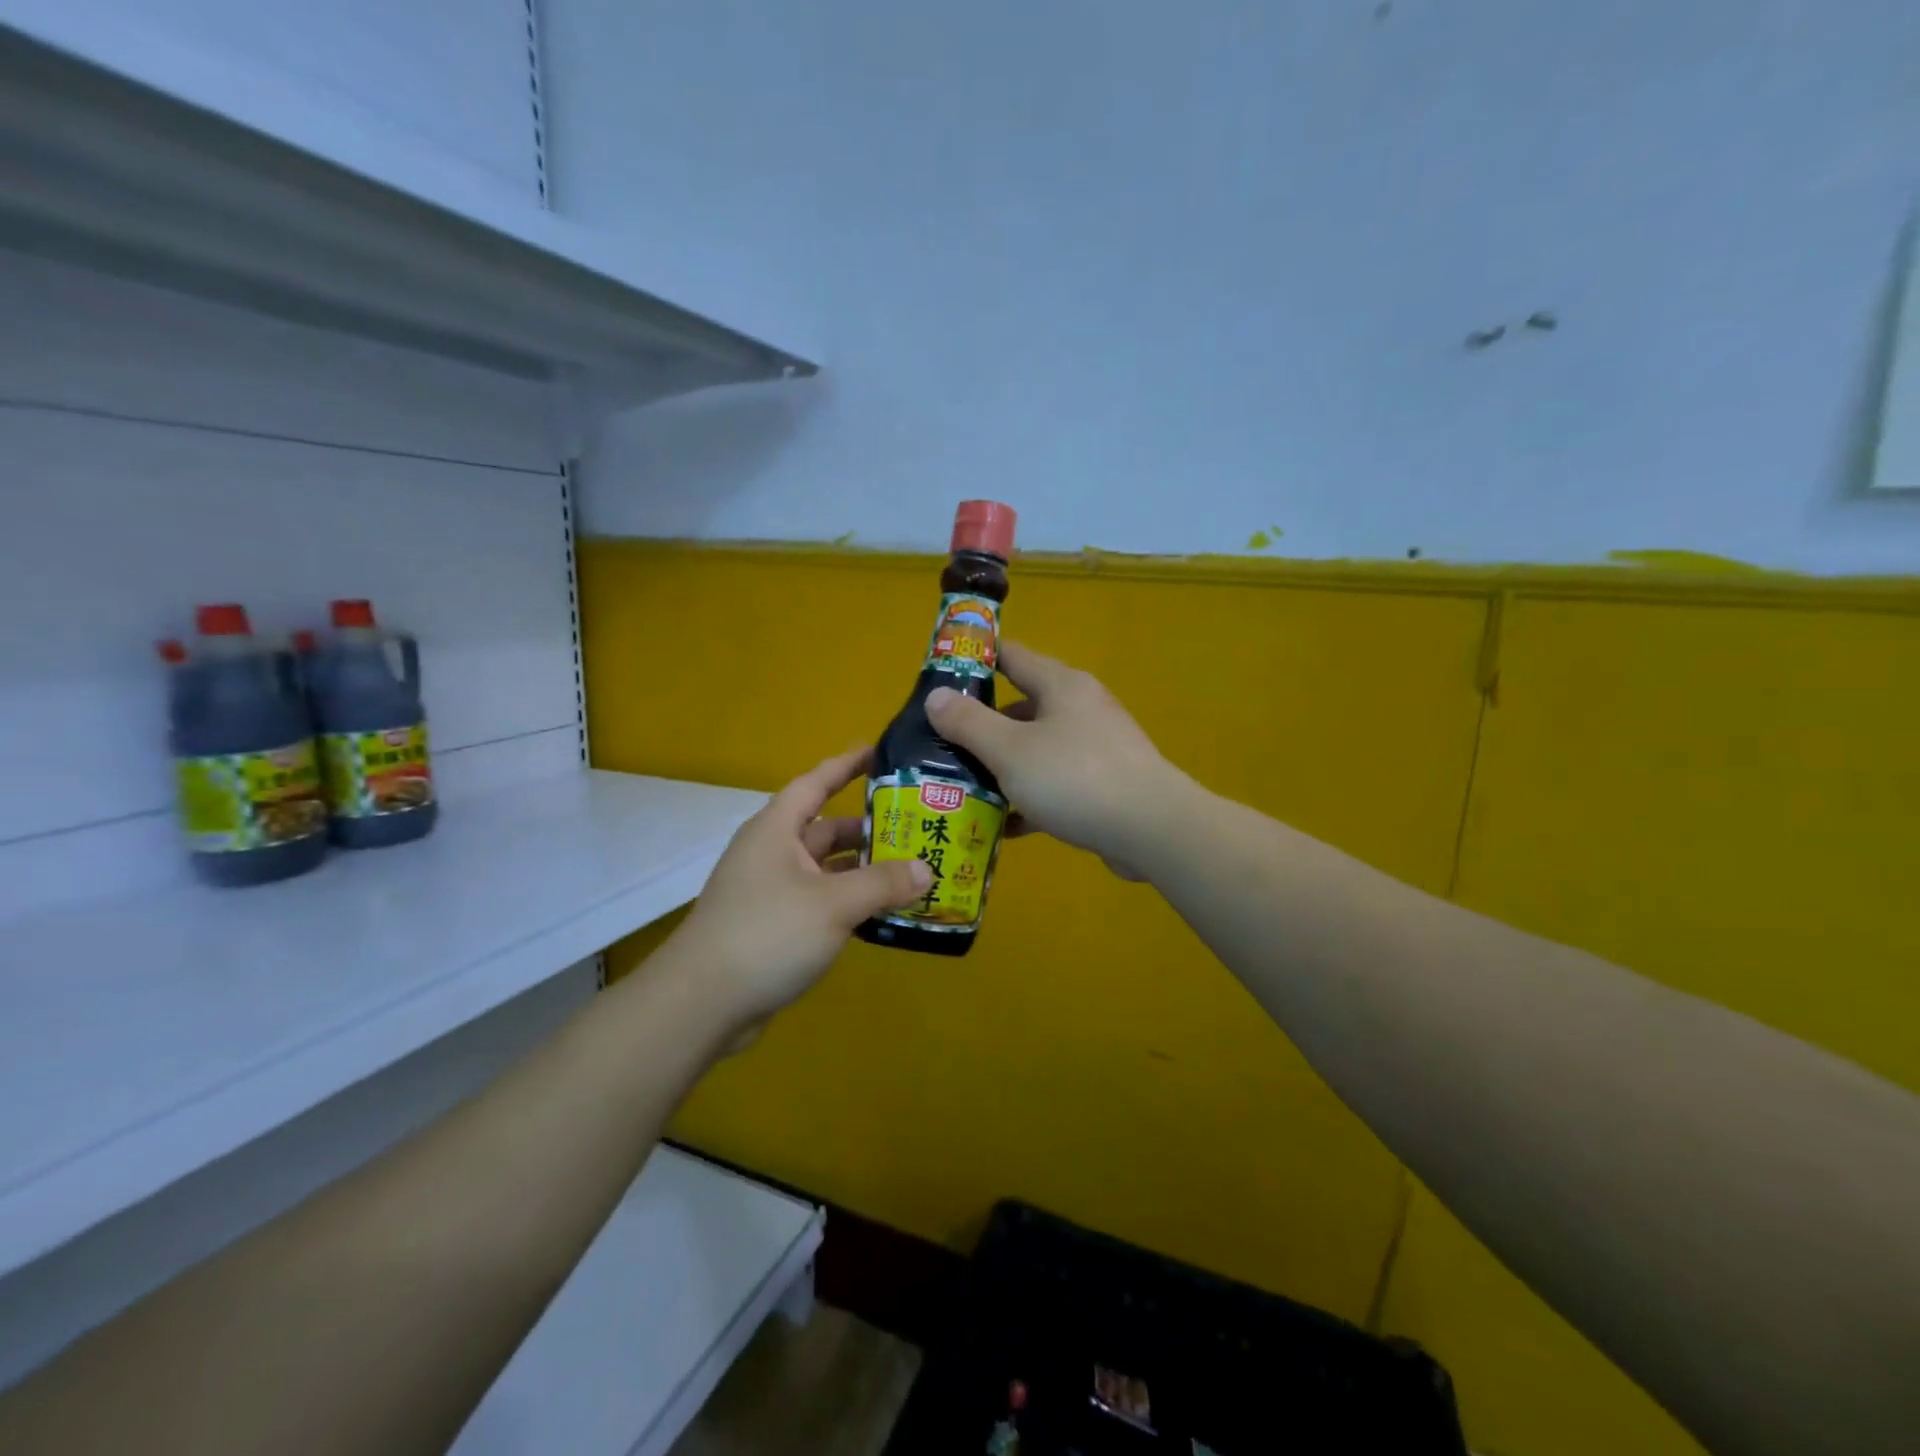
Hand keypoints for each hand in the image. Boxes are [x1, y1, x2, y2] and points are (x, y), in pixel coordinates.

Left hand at [671, 747, 930, 1022]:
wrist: (701, 1004)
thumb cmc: (767, 934)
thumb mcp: (833, 904)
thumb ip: (882, 883)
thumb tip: (926, 870)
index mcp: (777, 830)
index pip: (816, 782)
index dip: (847, 764)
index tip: (881, 752)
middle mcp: (772, 853)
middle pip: (826, 829)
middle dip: (868, 829)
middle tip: (916, 828)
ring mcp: (770, 891)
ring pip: (826, 869)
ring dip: (862, 871)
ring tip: (911, 872)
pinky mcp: (773, 926)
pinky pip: (820, 901)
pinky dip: (849, 902)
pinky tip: (882, 914)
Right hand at [925, 641, 1179, 874]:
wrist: (1152, 829)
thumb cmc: (1074, 778)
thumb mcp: (1009, 750)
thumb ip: (968, 723)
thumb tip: (935, 696)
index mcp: (1061, 686)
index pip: (1012, 657)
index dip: (976, 660)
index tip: (940, 676)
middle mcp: (1081, 708)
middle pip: (1022, 707)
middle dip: (982, 725)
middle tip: (942, 743)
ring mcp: (1097, 747)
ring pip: (1038, 749)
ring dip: (1003, 767)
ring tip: (964, 787)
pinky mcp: (1105, 784)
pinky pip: (1056, 784)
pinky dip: (1030, 798)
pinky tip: (1005, 825)